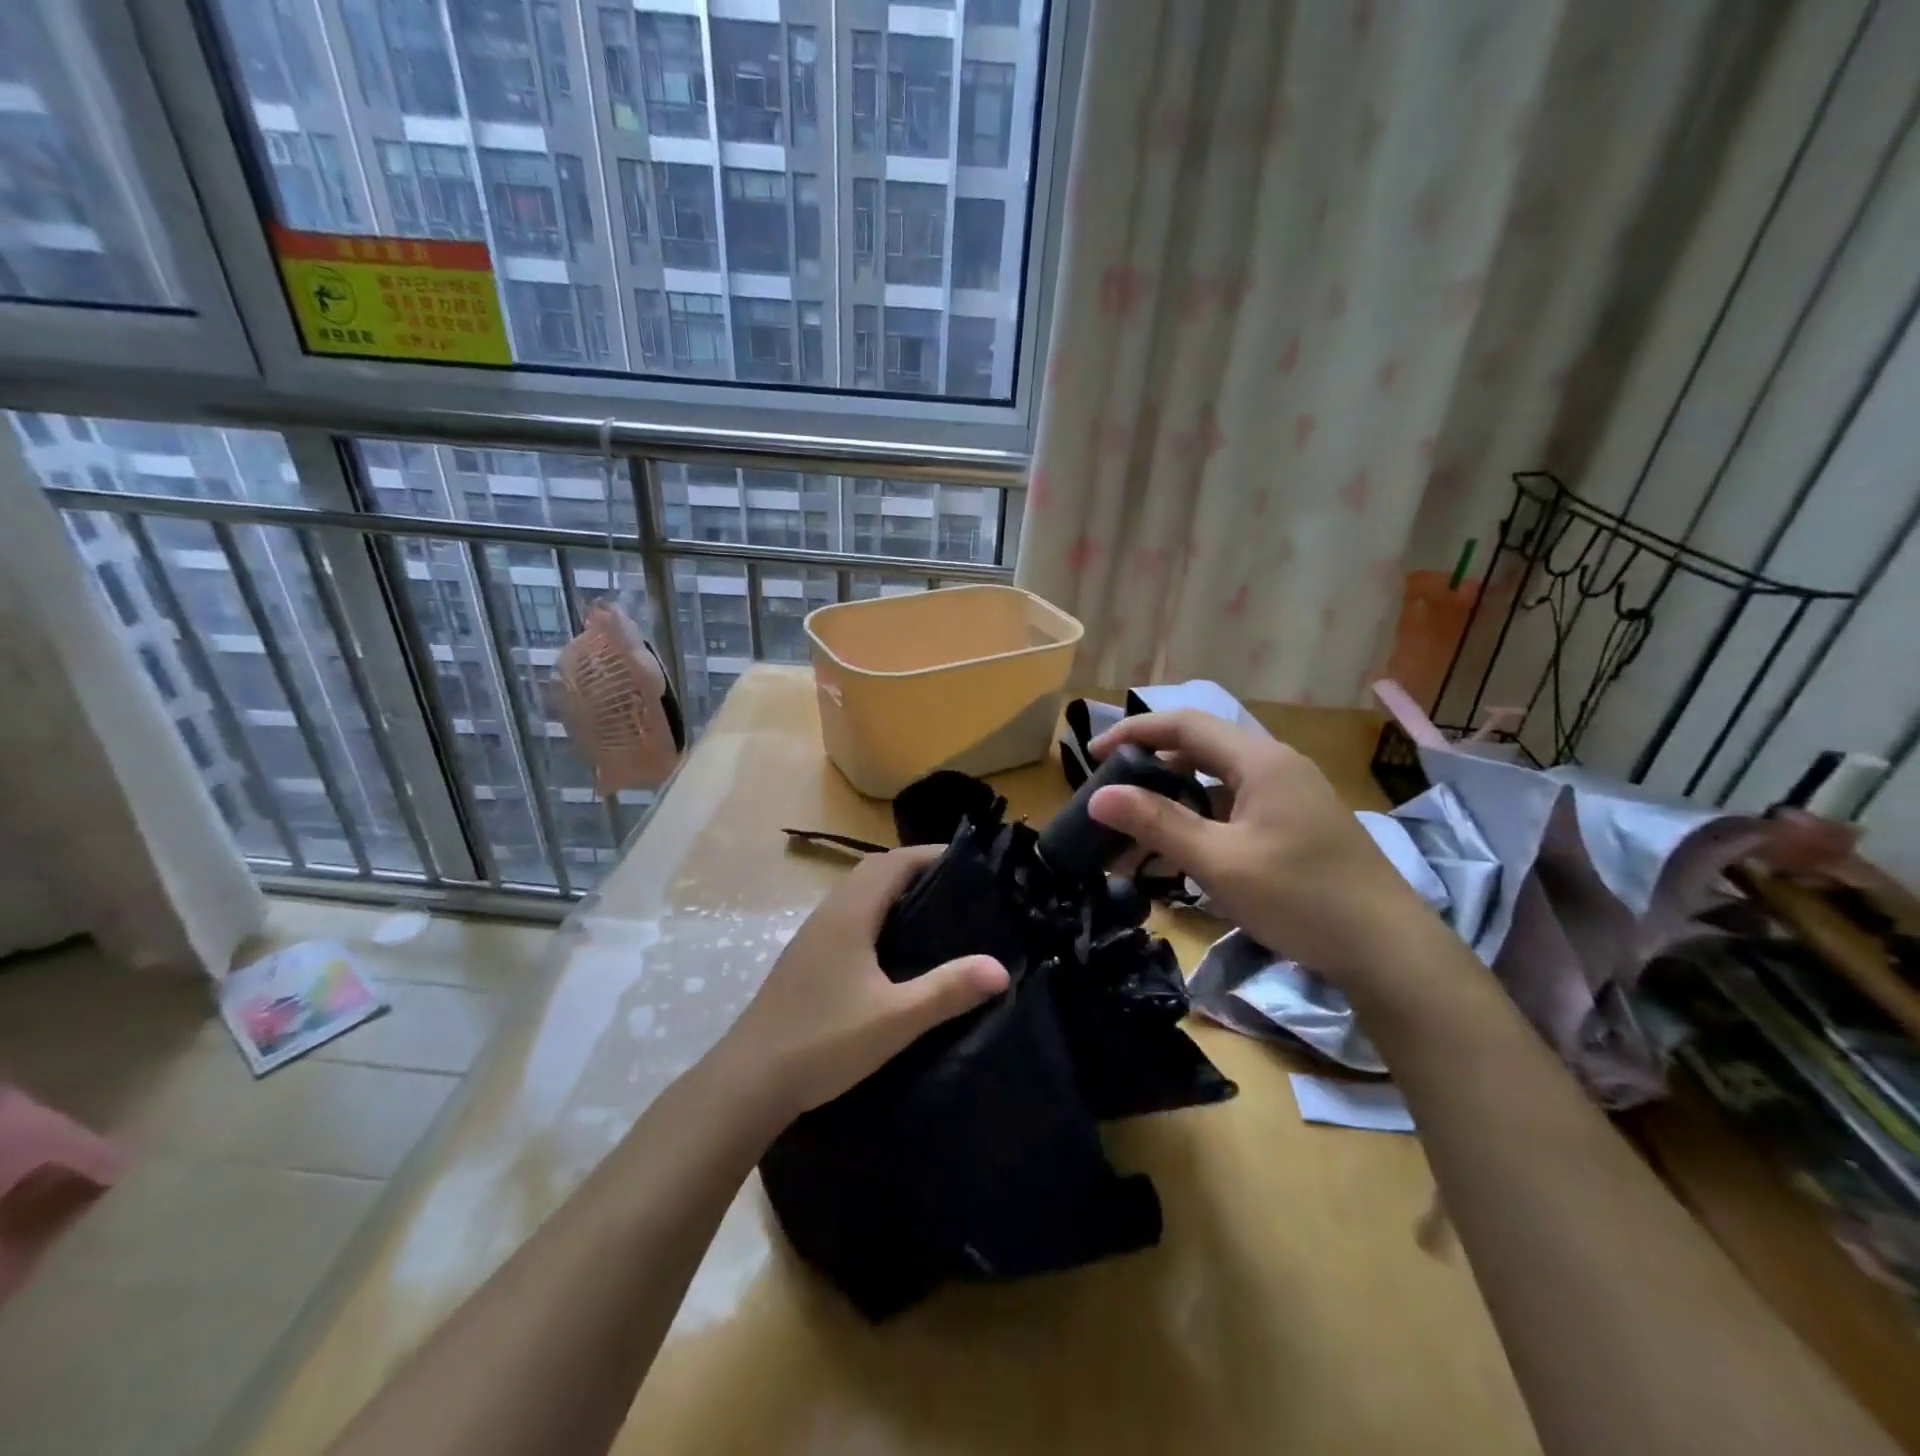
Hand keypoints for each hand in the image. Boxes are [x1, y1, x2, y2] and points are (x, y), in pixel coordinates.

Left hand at [711, 846, 1009, 1126]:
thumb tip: (1000, 967)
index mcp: (849, 914)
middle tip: (959, 888)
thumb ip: (947, 990)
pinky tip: (894, 949)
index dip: (930, 854)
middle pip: (875, 871)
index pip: (894, 862)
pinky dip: (877, 914)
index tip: (970, 863)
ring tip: (935, 912)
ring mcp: (812, 936)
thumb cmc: (824, 1042)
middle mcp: (828, 913)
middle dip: (916, 869)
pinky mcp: (806, 959)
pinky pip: (848, 917)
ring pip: (858, 894)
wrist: (748, 1081)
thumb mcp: (895, 1019)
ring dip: (893, 891)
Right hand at [1087, 711, 1427, 981]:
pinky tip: (1178, 855)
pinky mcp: (1296, 825)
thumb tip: (1097, 796)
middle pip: (1199, 750)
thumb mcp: (1219, 862)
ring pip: (1215, 783)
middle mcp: (1276, 766)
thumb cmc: (1301, 898)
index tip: (1092, 753)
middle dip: (1149, 769)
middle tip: (1110, 795)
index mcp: (1260, 761)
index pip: (1184, 724)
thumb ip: (1157, 823)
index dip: (1134, 732)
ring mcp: (1289, 796)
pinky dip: (1199, 823)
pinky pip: (1234, 809)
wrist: (1388, 951)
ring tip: (1133, 835)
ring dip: (1172, 803)